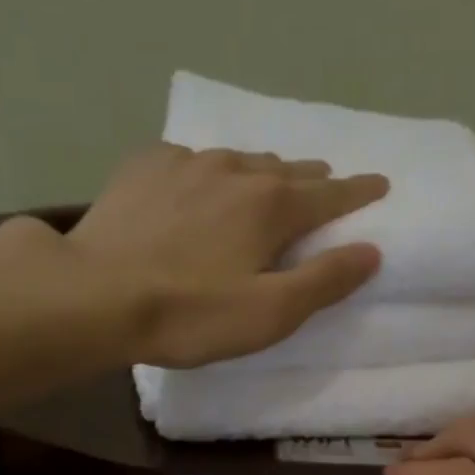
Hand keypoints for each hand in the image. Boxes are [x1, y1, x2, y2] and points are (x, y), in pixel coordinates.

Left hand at [66, 142, 388, 368]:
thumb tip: (370, 251)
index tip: (380, 183)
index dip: (359, 192)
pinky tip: (197, 184)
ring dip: (261, 172)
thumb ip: (324, 282)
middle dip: (311, 179)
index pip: (331, 195)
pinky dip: (207, 172)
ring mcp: (186, 163)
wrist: (94, 295)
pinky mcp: (144, 168)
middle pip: (286, 170)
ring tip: (267, 182)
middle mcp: (235, 170)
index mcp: (272, 206)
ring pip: (239, 160)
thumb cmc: (190, 314)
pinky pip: (190, 161)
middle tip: (324, 185)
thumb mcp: (269, 313)